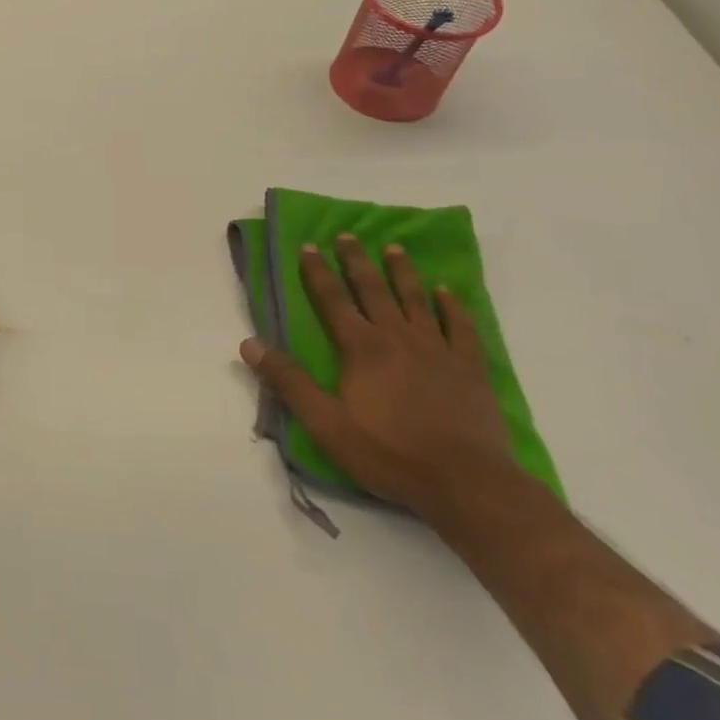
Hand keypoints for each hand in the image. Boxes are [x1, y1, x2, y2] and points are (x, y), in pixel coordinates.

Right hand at [238, 234, 516, 515]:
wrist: (466, 483)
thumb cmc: (388, 453)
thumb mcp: (325, 423)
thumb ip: (288, 381)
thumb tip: (249, 344)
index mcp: (361, 348)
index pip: (332, 300)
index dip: (317, 272)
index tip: (308, 245)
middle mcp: (398, 338)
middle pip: (373, 290)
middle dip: (356, 261)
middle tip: (348, 235)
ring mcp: (438, 350)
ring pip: (416, 300)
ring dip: (402, 272)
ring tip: (394, 248)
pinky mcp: (469, 368)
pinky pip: (461, 327)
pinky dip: (453, 306)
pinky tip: (447, 292)